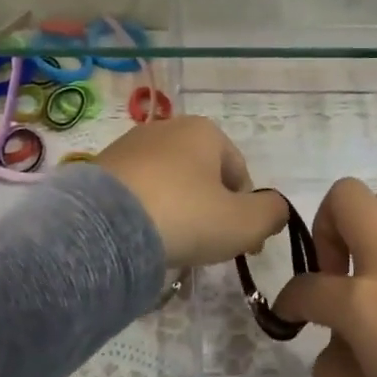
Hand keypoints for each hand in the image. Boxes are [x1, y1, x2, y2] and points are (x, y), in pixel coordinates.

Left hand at [95, 116, 288, 269]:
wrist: (105, 227)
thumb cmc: (185, 216)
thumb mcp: (245, 222)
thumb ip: (272, 213)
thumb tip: (275, 209)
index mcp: (205, 131)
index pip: (240, 173)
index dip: (248, 212)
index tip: (243, 246)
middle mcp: (167, 128)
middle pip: (203, 176)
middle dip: (211, 211)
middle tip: (209, 248)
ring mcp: (129, 146)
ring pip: (169, 184)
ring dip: (179, 212)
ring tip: (174, 246)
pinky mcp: (101, 168)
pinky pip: (138, 193)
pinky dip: (147, 213)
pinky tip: (144, 239)